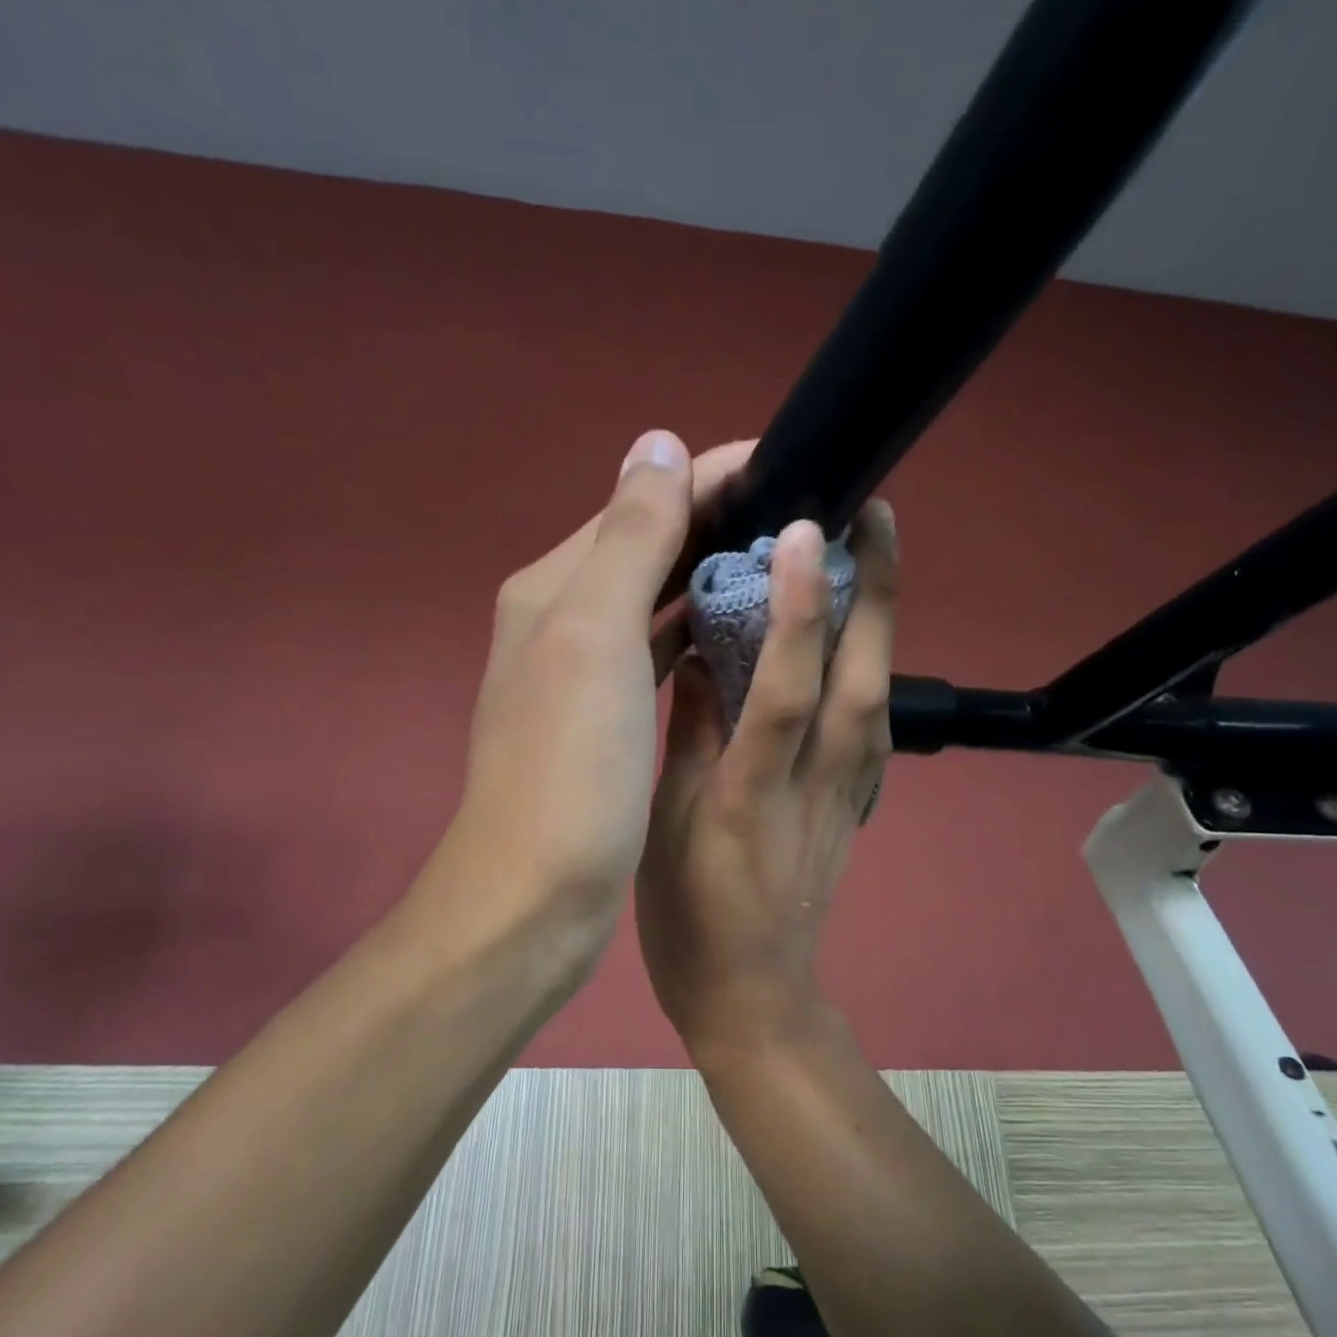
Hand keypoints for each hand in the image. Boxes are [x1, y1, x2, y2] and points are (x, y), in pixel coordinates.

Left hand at [420, 431, 755, 983]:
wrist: (534, 897)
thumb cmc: (571, 769)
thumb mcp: (596, 637)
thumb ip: (630, 538)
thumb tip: (657, 440)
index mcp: (556, 587)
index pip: (643, 501)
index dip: (714, 474)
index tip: (792, 466)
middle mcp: (563, 618)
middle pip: (649, 546)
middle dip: (719, 520)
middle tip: (802, 517)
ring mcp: (582, 673)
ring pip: (656, 599)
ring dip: (711, 575)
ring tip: (785, 564)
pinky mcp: (604, 720)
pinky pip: (656, 652)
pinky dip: (696, 633)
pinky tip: (737, 634)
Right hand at [636, 500, 897, 1052]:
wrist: (755, 999)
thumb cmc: (691, 919)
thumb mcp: (665, 828)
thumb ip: (690, 737)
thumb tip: (703, 654)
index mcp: (750, 792)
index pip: (785, 689)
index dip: (799, 610)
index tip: (800, 532)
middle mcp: (814, 785)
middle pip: (861, 679)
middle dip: (874, 592)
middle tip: (874, 513)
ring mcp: (849, 797)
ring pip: (880, 695)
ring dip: (884, 619)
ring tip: (875, 552)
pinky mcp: (860, 806)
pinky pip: (877, 725)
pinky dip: (878, 667)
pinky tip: (870, 633)